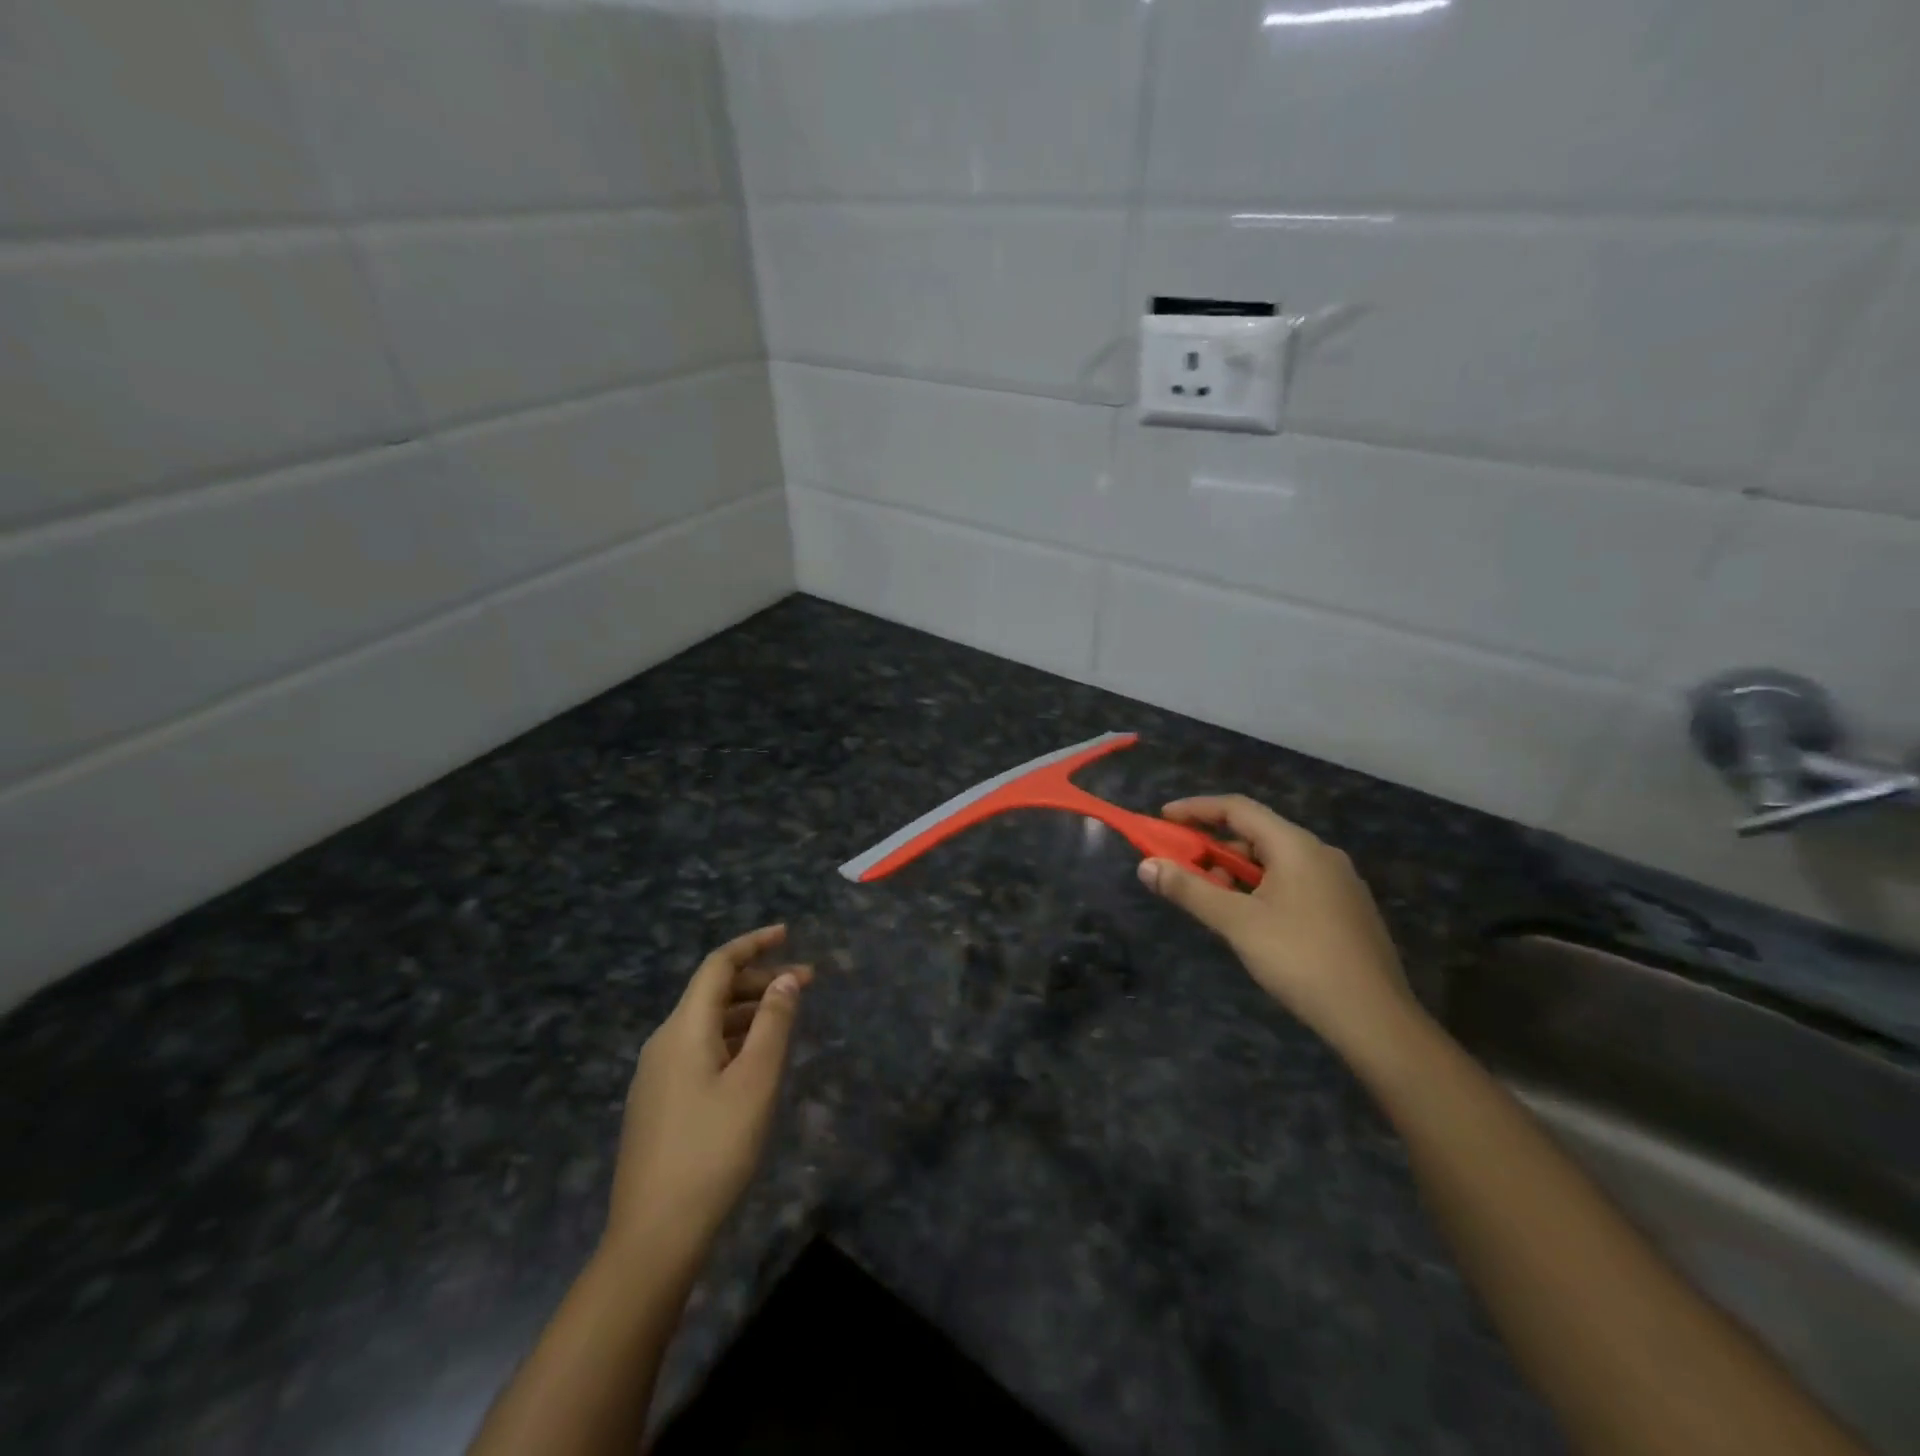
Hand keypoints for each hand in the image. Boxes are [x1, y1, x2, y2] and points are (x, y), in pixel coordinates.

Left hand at [606, 925, 812, 1256]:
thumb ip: (773, 1023)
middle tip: (806, 984)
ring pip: (707, 1024)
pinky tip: (755, 1059)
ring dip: (748, 1011)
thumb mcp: (756, 1081)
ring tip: (788, 1018)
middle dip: (759, 980)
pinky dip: (732, 1039)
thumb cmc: (713, 1150)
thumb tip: (786, 979)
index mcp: (683, 1029)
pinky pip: (699, 1050)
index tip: (787, 934)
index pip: (718, 965)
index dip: (753, 944)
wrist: (654, 1235)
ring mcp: (656, 1075)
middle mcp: (664, 1042)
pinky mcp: (658, 1103)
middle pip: (713, 993)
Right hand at [1136, 796, 1412, 1049]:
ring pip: (1275, 862)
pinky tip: (1250, 920)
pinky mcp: (1346, 910)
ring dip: (1236, 873)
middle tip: (1183, 870)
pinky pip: (1293, 883)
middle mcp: (1320, 854)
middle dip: (1213, 847)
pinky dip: (1261, 889)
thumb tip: (1146, 866)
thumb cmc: (1300, 959)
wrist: (1375, 1019)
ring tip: (1213, 902)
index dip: (1196, 809)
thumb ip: (1190, 890)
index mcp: (1296, 846)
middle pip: (1256, 834)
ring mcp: (1338, 883)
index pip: (1237, 808)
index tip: (1163, 819)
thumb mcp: (1237, 923)